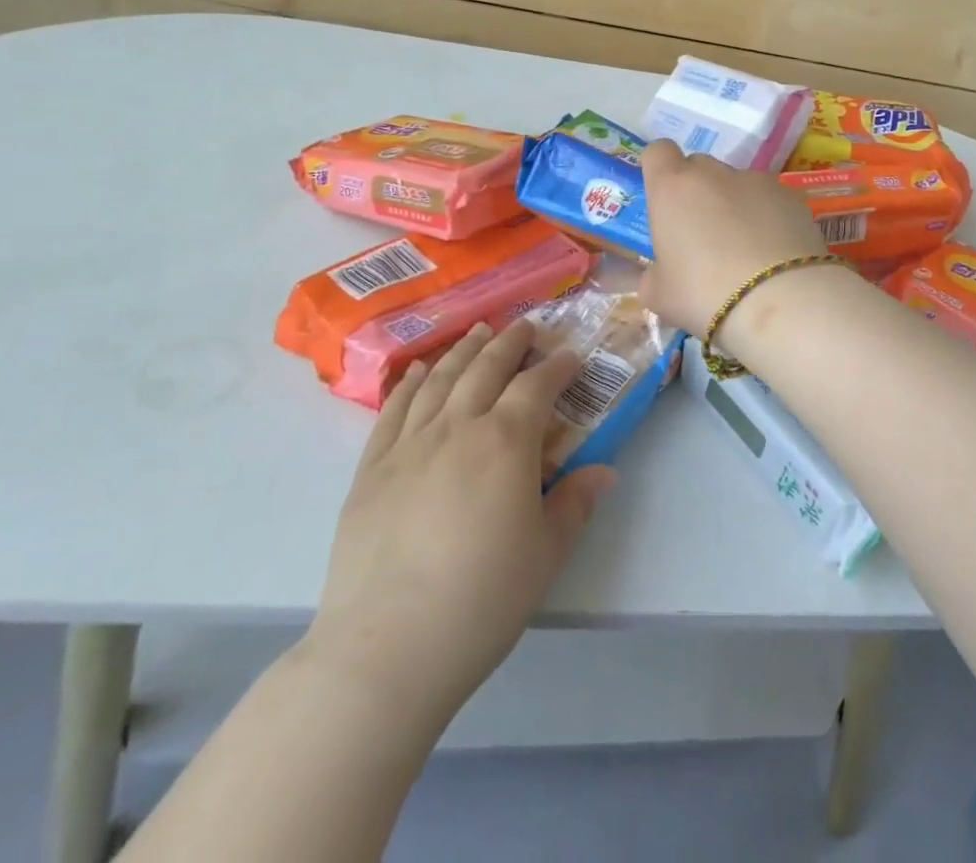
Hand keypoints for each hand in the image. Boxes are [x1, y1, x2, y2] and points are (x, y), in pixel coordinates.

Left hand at [298, 321, 614, 730]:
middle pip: (486, 368)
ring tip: (478, 332)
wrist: (386, 649)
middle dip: (510, 342)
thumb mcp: (545, 554)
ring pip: (441, 379)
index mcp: (505, 442)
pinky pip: (394, 409)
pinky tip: (420, 370)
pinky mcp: (371, 468)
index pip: (536, 386)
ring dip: (464, 350)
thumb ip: (574, 504)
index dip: (557, 366)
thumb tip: (604, 471)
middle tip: (526, 326)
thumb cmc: (481, 600)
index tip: (571, 356)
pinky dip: (411, 382)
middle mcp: (457, 427)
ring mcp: (409, 444)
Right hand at [638, 140, 828, 335]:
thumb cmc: (704, 294)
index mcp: (672, 188)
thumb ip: (653, 275)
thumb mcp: (660, 295)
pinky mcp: (791, 195)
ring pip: (736, 184)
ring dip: (734, 205)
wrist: (779, 300)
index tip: (663, 197)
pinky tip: (773, 252)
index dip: (659, 170)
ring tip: (745, 249)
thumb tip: (660, 272)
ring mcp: (756, 180)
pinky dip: (767, 216)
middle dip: (697, 192)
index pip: (658, 152)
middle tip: (701, 233)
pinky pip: (769, 199)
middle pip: (698, 167)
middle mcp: (712, 173)